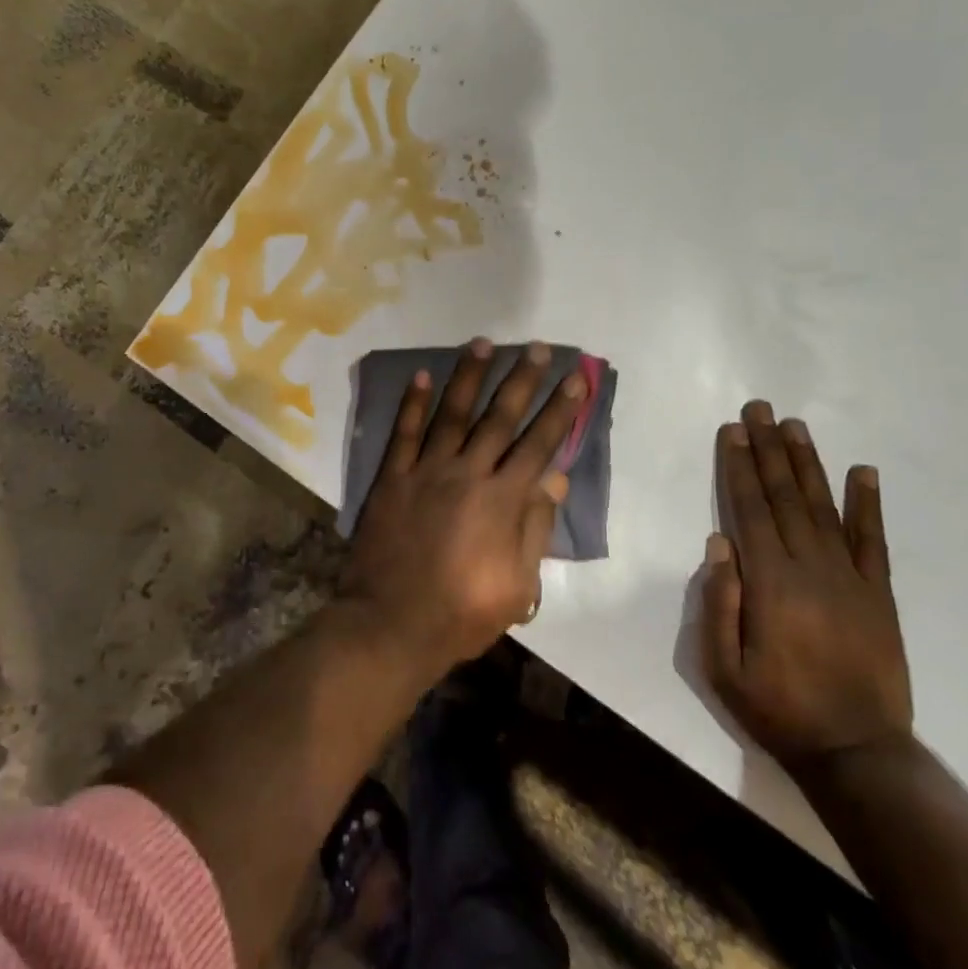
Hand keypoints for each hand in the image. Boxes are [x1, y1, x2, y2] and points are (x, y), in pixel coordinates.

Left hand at [340, 338, 588, 681]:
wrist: (391, 626)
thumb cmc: (461, 614)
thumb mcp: (516, 585)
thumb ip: (534, 528)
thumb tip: (554, 480)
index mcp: (501, 500)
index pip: (539, 444)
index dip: (560, 410)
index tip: (576, 379)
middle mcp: (467, 473)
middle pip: (500, 418)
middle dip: (523, 380)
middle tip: (538, 347)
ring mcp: (426, 471)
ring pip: (453, 413)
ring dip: (470, 376)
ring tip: (484, 343)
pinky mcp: (392, 477)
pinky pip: (404, 433)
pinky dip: (413, 403)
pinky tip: (422, 376)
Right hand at [702, 400, 912, 775]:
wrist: (858, 755)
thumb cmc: (779, 709)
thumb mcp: (724, 668)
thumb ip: (719, 603)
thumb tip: (719, 543)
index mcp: (770, 583)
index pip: (750, 509)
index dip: (740, 466)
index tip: (733, 430)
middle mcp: (810, 568)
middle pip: (784, 496)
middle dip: (769, 449)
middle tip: (760, 409)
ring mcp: (850, 578)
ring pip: (823, 507)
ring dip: (807, 463)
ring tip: (795, 426)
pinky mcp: (879, 595)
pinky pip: (873, 541)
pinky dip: (867, 504)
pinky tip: (863, 472)